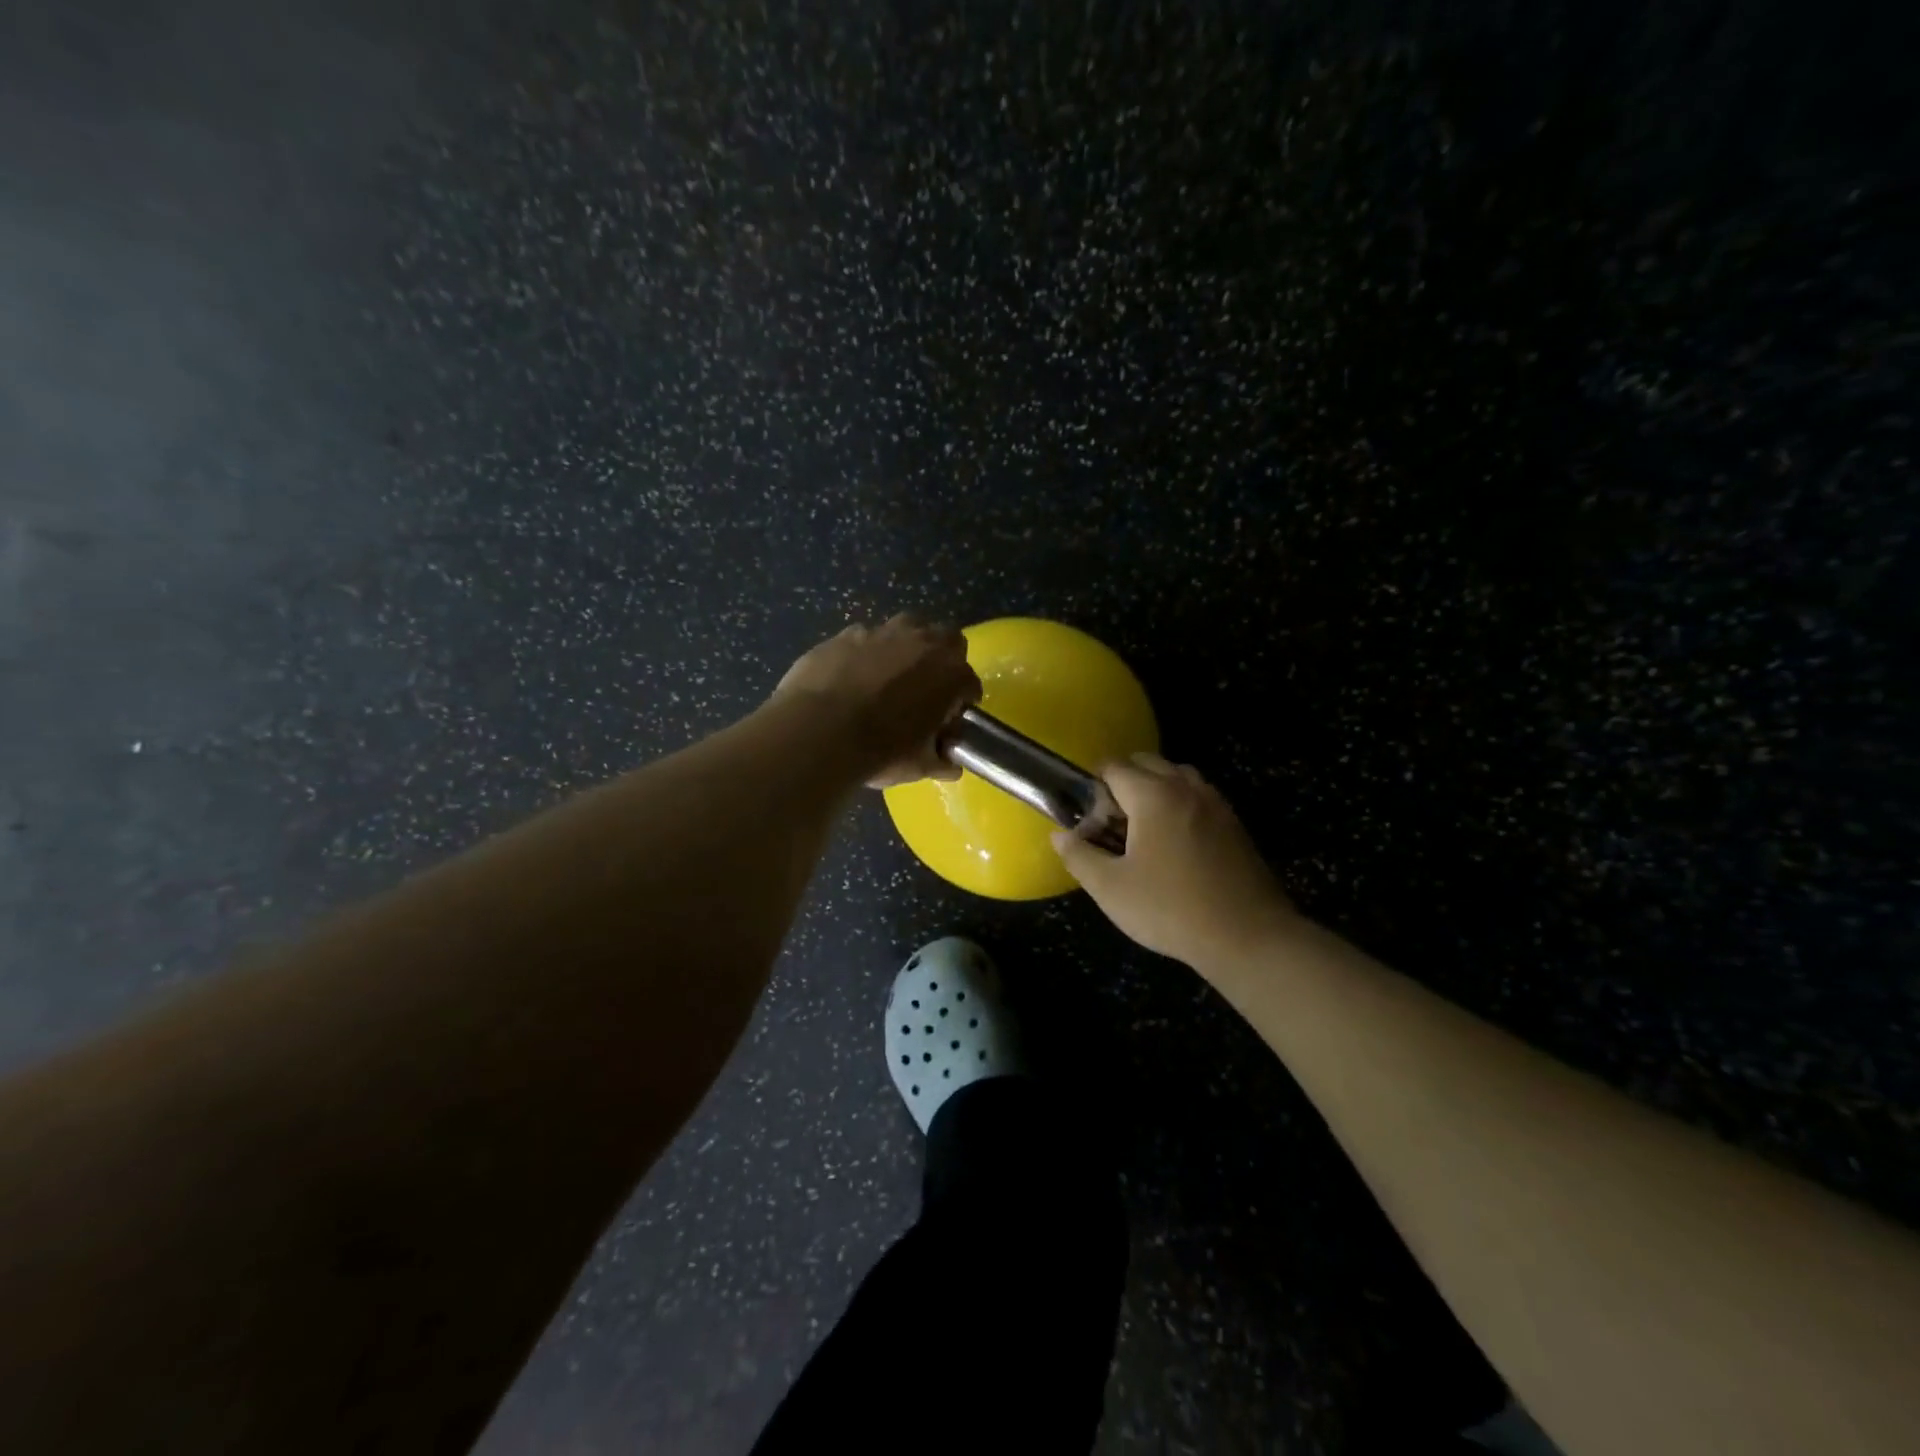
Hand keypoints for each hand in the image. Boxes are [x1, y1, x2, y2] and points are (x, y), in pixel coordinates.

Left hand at [774, 615, 981, 787]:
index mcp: (950, 674)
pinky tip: (851, 677)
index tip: (951, 717)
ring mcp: (881, 633)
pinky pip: (864, 639)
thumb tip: (950, 765)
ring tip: (891, 675)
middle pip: (947, 638)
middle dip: (943, 658)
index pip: (970, 683)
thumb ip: (940, 761)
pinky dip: (864, 654)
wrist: (819, 731)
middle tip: (929, 686)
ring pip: (906, 627)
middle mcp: (922, 643)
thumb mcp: (919, 766)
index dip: (963, 700)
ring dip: (906, 646)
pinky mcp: (844, 635)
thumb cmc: (881, 751)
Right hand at [1051, 753, 1298, 969]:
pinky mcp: (1235, 824)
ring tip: (1143, 831)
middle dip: (1123, 783)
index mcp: (1154, 795)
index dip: (1094, 788)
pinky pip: (1198, 796)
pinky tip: (1174, 845)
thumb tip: (1059, 835)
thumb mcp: (1111, 889)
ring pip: (1177, 776)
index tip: (1090, 820)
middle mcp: (1186, 788)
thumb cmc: (1171, 909)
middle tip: (1113, 824)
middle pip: (1147, 763)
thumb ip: (1079, 856)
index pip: (1114, 767)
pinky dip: (1180, 804)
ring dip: (1154, 790)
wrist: (1249, 937)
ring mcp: (1216, 803)